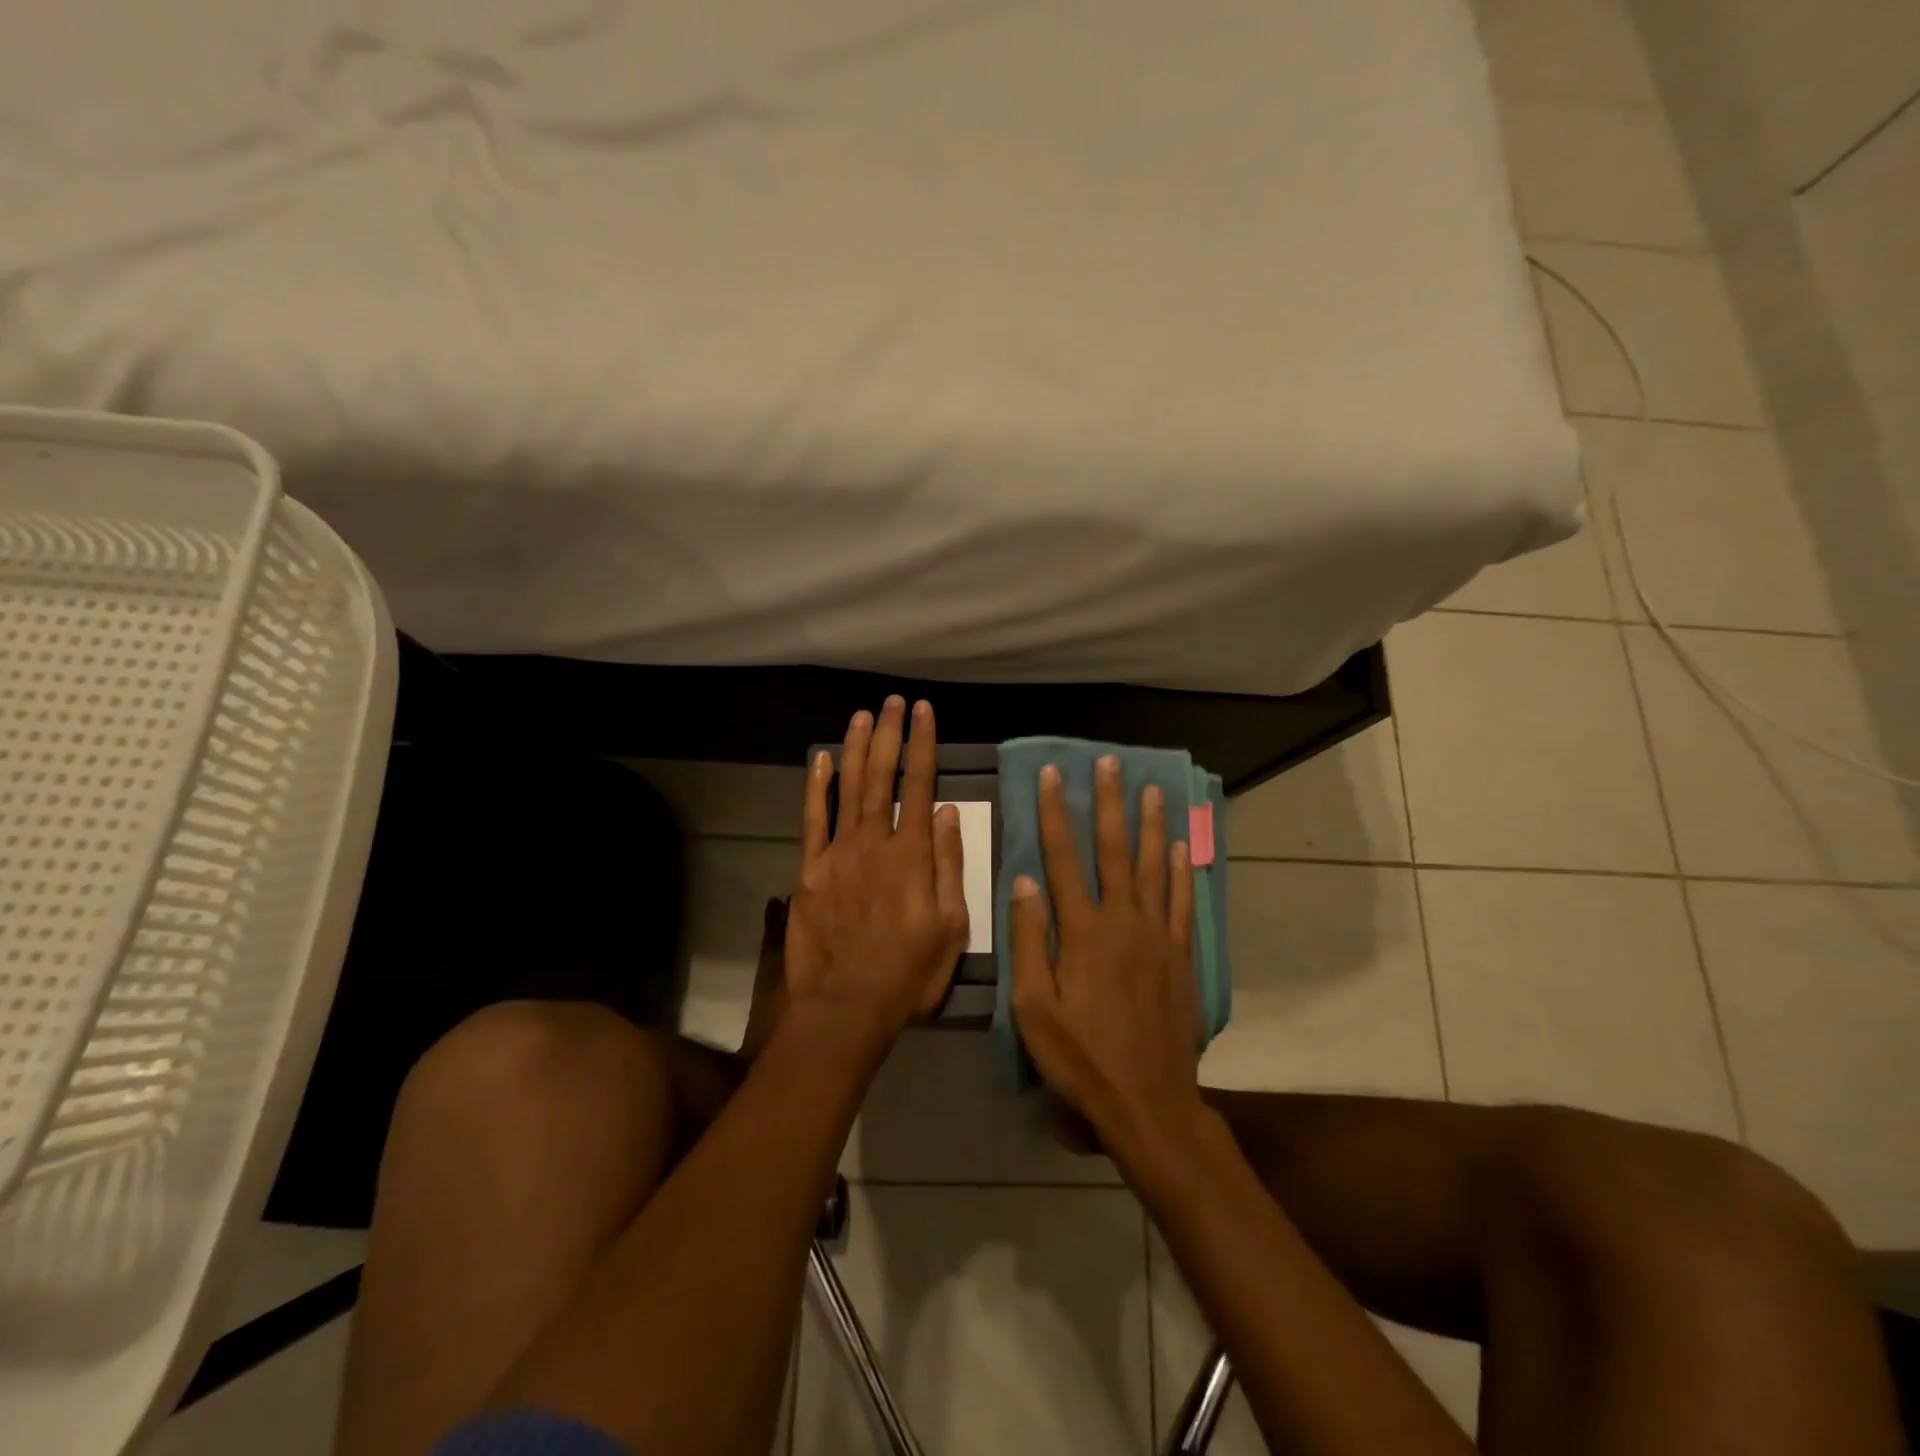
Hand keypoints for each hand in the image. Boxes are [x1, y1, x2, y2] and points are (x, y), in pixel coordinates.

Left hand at [783, 697, 968, 1045]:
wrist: (847, 1005)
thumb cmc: (909, 971)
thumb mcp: (952, 926)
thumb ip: (950, 865)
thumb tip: (951, 812)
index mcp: (913, 855)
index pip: (921, 785)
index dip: (922, 744)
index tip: (923, 712)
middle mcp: (875, 842)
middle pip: (883, 777)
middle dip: (889, 735)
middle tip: (892, 702)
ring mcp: (838, 853)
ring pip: (848, 788)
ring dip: (856, 749)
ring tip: (862, 715)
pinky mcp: (810, 870)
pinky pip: (813, 820)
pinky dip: (817, 788)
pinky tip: (820, 760)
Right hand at [1009, 756, 1204, 1168]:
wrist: (1148, 1101)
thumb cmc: (1080, 1057)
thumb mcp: (1033, 1007)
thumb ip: (1029, 940)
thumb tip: (1024, 881)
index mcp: (1082, 931)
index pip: (1063, 859)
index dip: (1056, 814)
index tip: (1052, 775)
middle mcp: (1123, 921)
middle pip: (1115, 850)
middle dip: (1109, 803)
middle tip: (1109, 763)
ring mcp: (1158, 936)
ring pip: (1155, 867)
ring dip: (1151, 825)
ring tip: (1152, 789)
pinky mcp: (1182, 955)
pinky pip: (1183, 902)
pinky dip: (1182, 871)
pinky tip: (1182, 847)